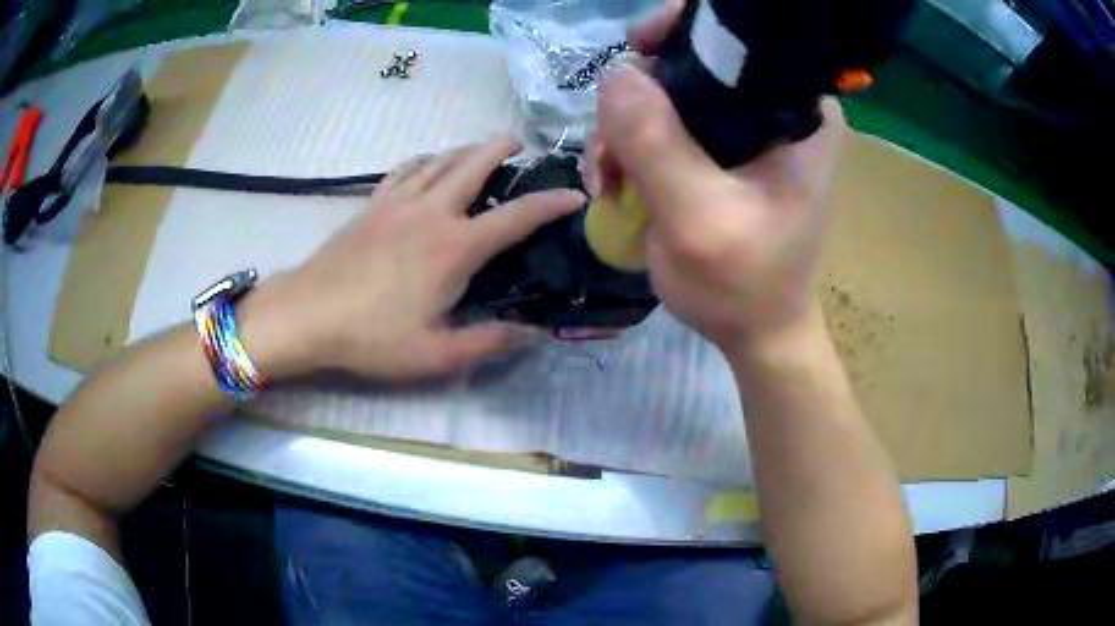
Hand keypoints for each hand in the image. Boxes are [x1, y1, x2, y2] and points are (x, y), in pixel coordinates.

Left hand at [241, 138, 584, 381]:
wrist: (307, 315)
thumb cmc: (371, 337)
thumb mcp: (435, 355)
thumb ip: (488, 342)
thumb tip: (533, 334)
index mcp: (455, 248)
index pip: (517, 217)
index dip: (552, 203)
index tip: (575, 194)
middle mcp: (431, 212)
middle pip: (473, 164)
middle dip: (501, 148)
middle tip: (519, 144)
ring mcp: (398, 203)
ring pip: (440, 160)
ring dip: (465, 149)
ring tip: (481, 149)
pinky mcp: (372, 205)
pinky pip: (405, 170)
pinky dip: (424, 161)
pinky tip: (428, 165)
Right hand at [588, 7, 846, 354]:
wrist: (755, 331)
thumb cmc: (746, 284)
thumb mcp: (700, 218)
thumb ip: (658, 145)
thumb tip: (614, 74)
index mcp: (800, 112)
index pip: (741, 39)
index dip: (683, 32)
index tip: (637, 49)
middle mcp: (775, 108)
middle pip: (690, 64)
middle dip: (639, 98)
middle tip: (613, 150)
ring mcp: (741, 128)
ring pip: (664, 95)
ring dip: (624, 130)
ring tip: (609, 180)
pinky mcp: (715, 149)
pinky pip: (658, 125)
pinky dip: (627, 148)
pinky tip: (615, 183)